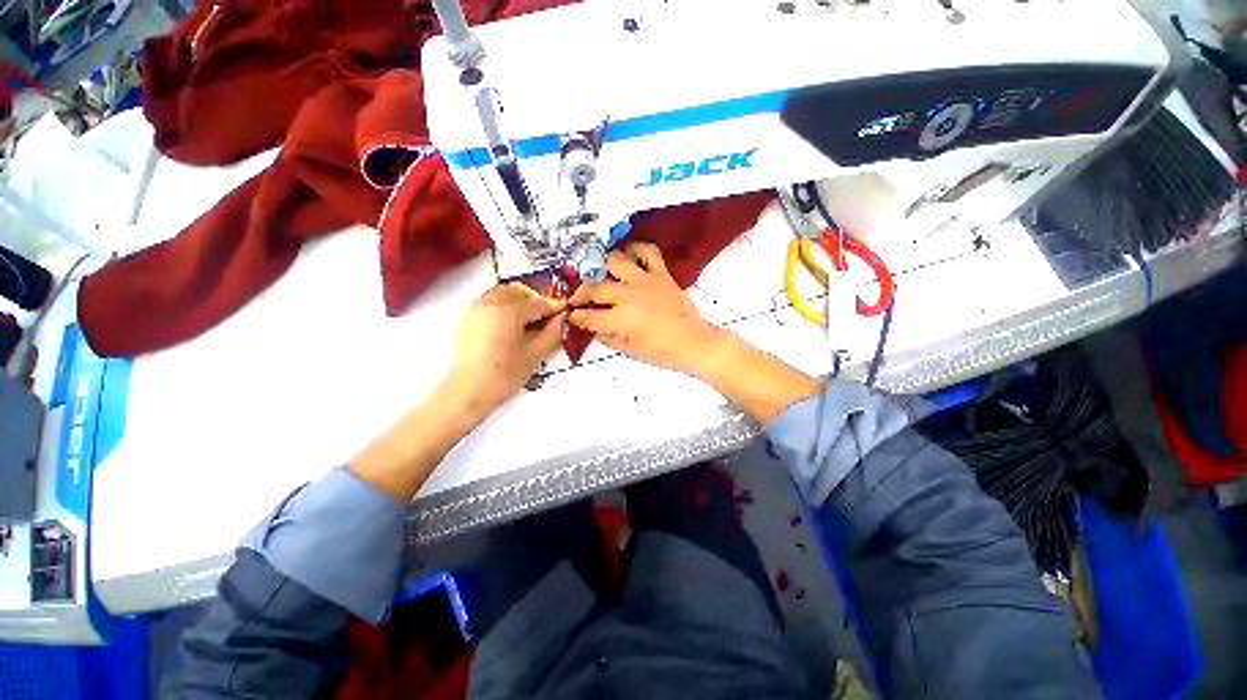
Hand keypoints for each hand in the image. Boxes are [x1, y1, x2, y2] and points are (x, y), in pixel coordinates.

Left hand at [448, 283, 565, 413]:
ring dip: (518, 300)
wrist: (468, 391)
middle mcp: (490, 302)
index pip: (538, 303)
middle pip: (518, 291)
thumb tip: (561, 319)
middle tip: (545, 317)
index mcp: (508, 311)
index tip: (563, 313)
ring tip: (528, 320)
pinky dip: (503, 305)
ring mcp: (475, 308)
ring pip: (502, 293)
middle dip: (534, 300)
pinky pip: (489, 301)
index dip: (553, 307)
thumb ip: (552, 333)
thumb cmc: (505, 375)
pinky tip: (510, 325)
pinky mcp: (467, 317)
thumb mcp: (535, 355)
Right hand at [568, 242, 721, 375]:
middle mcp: (628, 296)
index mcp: (621, 319)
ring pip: (616, 261)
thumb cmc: (662, 352)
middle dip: (581, 294)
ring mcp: (645, 281)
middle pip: (596, 288)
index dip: (577, 316)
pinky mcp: (661, 274)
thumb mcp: (630, 351)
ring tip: (601, 272)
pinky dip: (636, 250)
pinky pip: (648, 252)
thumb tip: (593, 327)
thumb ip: (608, 337)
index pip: (589, 316)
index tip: (572, 315)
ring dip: (603, 266)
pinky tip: (629, 256)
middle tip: (579, 298)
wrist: (694, 342)